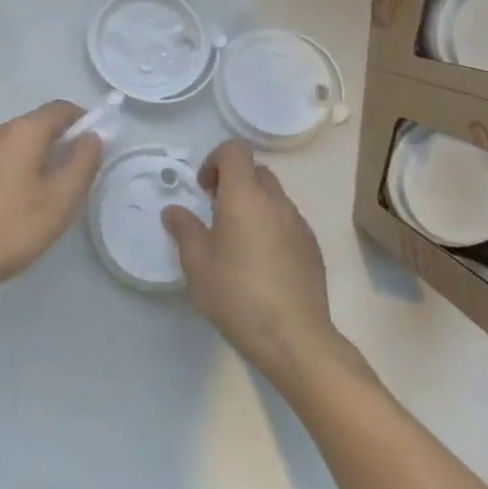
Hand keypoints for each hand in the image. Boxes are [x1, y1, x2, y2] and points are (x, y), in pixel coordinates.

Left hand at [0, 101, 103, 304]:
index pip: (60, 109)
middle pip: (35, 125)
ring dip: (32, 159)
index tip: (93, 146)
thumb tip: (92, 136)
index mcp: (21, 131)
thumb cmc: (9, 229)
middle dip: (57, 144)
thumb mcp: (59, 201)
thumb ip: (82, 163)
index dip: (82, 120)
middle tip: (70, 181)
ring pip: (14, 143)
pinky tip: (10, 202)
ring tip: (41, 196)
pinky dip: (10, 169)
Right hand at [164, 140, 368, 388]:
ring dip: (253, 205)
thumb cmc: (237, 295)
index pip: (235, 149)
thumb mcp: (197, 264)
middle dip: (233, 182)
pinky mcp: (312, 248)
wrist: (294, 339)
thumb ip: (184, 229)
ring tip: (237, 242)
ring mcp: (299, 224)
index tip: (204, 190)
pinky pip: (287, 221)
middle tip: (215, 213)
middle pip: (255, 170)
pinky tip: (260, 264)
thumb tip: (174, 211)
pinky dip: (271, 227)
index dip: (215, 160)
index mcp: (244, 196)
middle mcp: (276, 201)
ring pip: (273, 197)